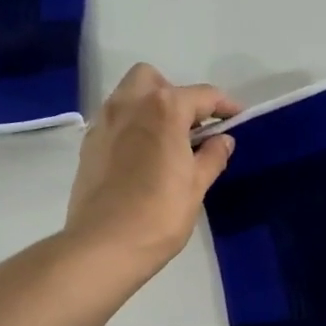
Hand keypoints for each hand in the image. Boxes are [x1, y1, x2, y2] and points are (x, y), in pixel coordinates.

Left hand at [65, 64, 240, 279]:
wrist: (103, 245)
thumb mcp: (196, 187)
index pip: (202, 95)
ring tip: (167, 142)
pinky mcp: (89, 144)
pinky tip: (142, 158)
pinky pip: (114, 120)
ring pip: (128, 96)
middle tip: (191, 127)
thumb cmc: (159, 215)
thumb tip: (223, 140)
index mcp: (163, 109)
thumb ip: (212, 157)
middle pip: (154, 80)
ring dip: (150, 107)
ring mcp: (104, 123)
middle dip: (175, 94)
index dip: (224, 105)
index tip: (237, 117)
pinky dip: (131, 127)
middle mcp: (130, 105)